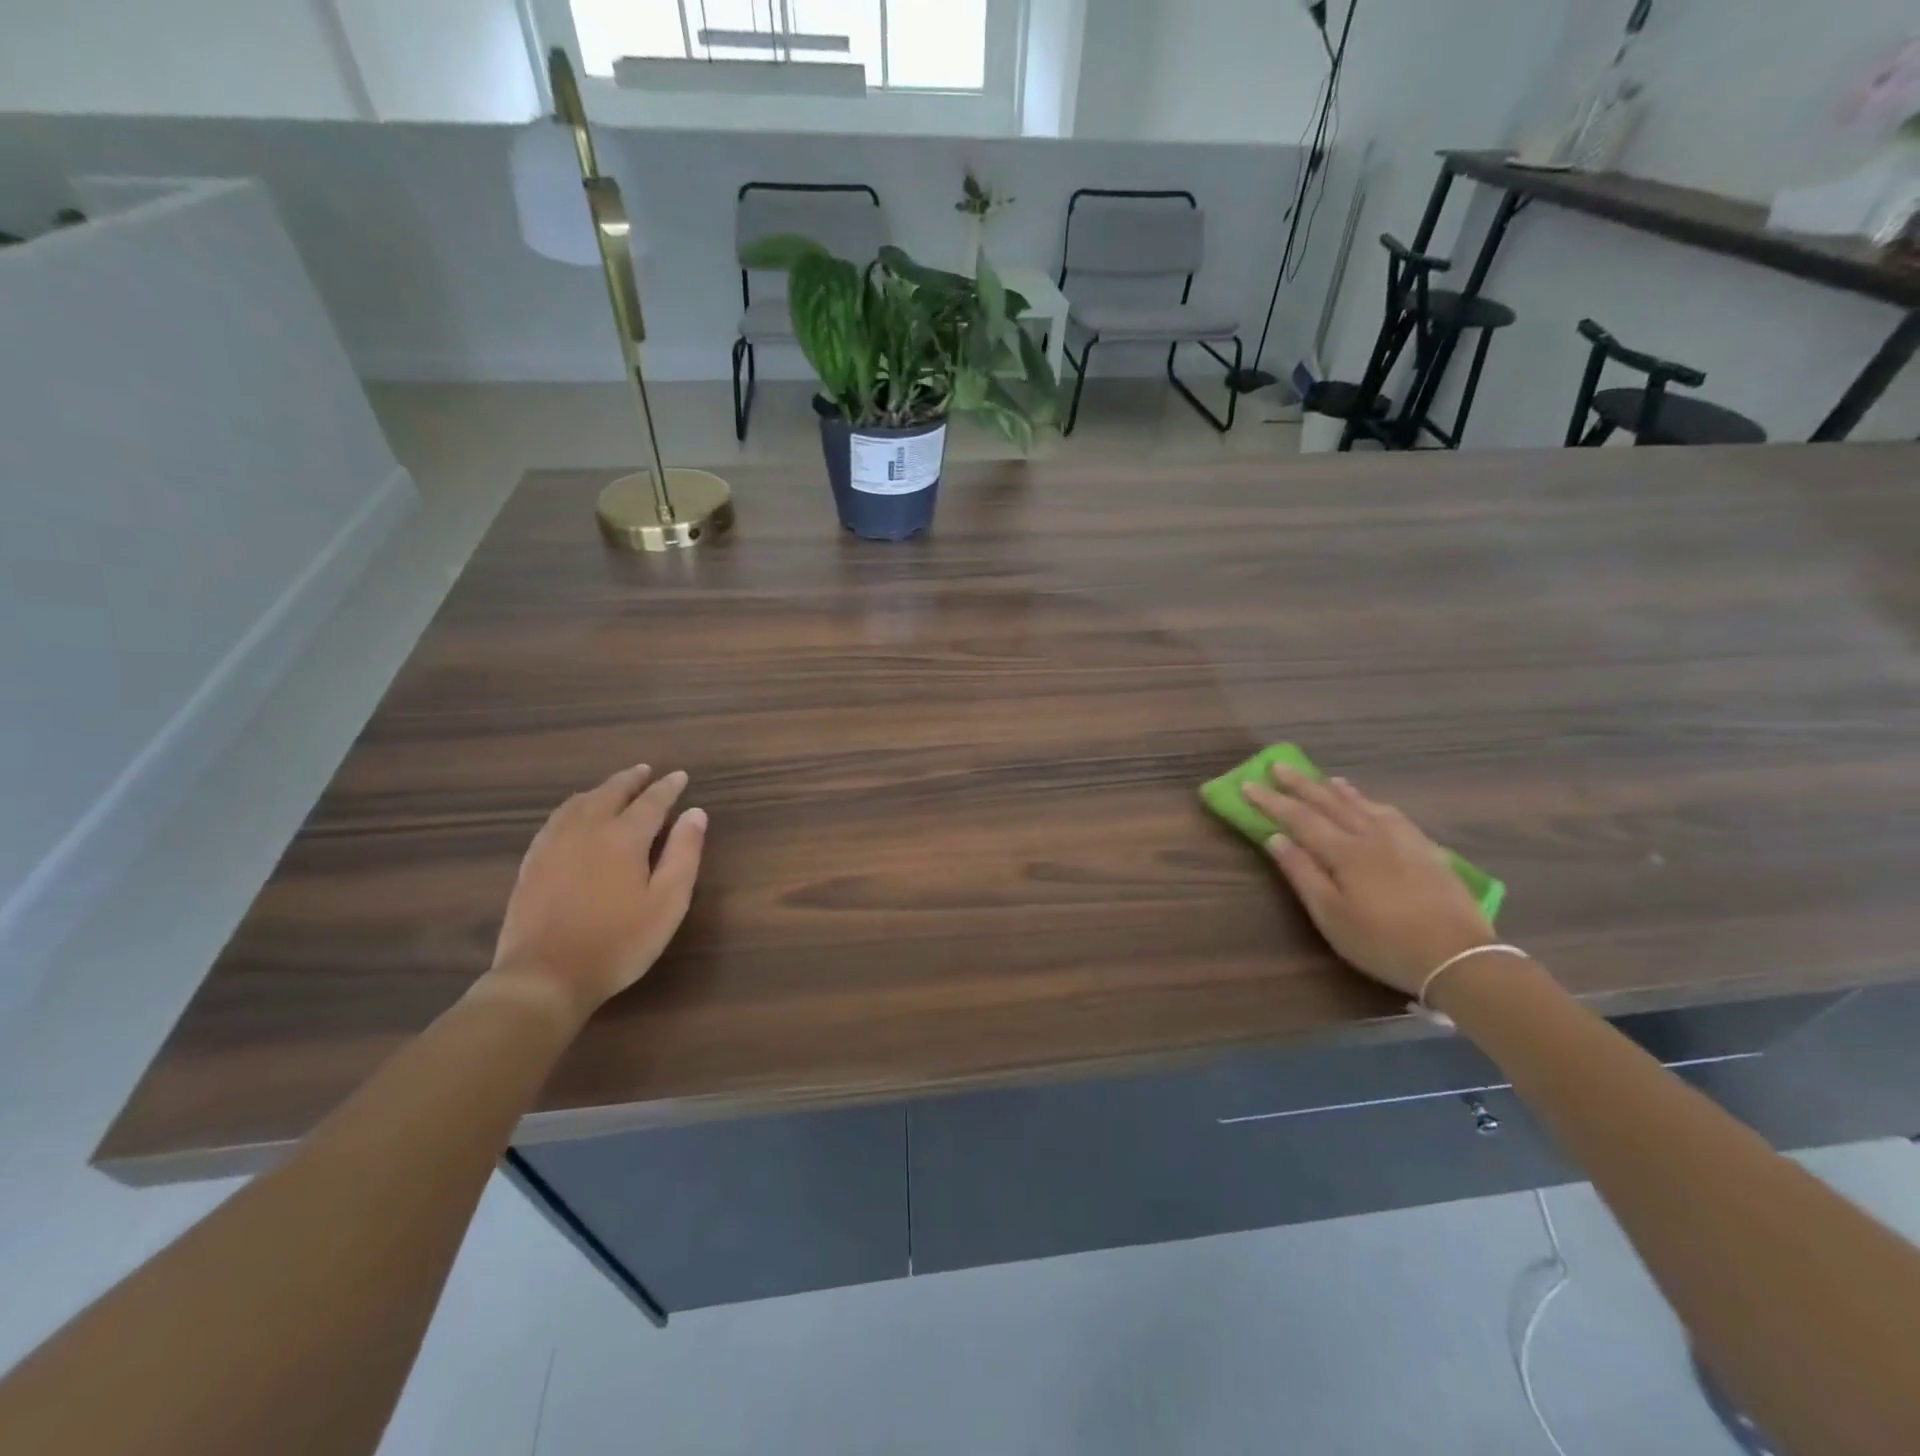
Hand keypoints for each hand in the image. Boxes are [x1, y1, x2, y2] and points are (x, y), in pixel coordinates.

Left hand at [482, 764, 706, 1024]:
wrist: (544, 976)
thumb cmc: (618, 942)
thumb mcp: (667, 903)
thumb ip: (684, 854)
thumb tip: (695, 813)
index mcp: (623, 837)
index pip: (651, 801)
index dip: (668, 787)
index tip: (680, 776)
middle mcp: (587, 829)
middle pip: (611, 793)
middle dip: (632, 779)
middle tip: (647, 770)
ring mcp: (553, 844)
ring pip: (579, 802)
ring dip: (602, 789)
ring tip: (614, 787)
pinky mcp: (532, 862)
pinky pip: (555, 819)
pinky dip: (574, 806)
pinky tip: (574, 816)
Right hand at [1243, 767, 1491, 998]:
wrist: (1459, 957)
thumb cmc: (1383, 941)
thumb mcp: (1331, 916)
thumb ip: (1302, 873)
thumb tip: (1275, 838)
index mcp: (1344, 852)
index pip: (1299, 818)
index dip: (1271, 801)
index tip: (1247, 784)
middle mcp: (1371, 836)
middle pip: (1329, 803)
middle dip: (1301, 784)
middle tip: (1278, 765)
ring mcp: (1402, 840)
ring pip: (1363, 805)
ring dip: (1337, 790)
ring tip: (1323, 778)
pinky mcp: (1426, 851)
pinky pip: (1392, 814)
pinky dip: (1372, 803)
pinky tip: (1372, 805)